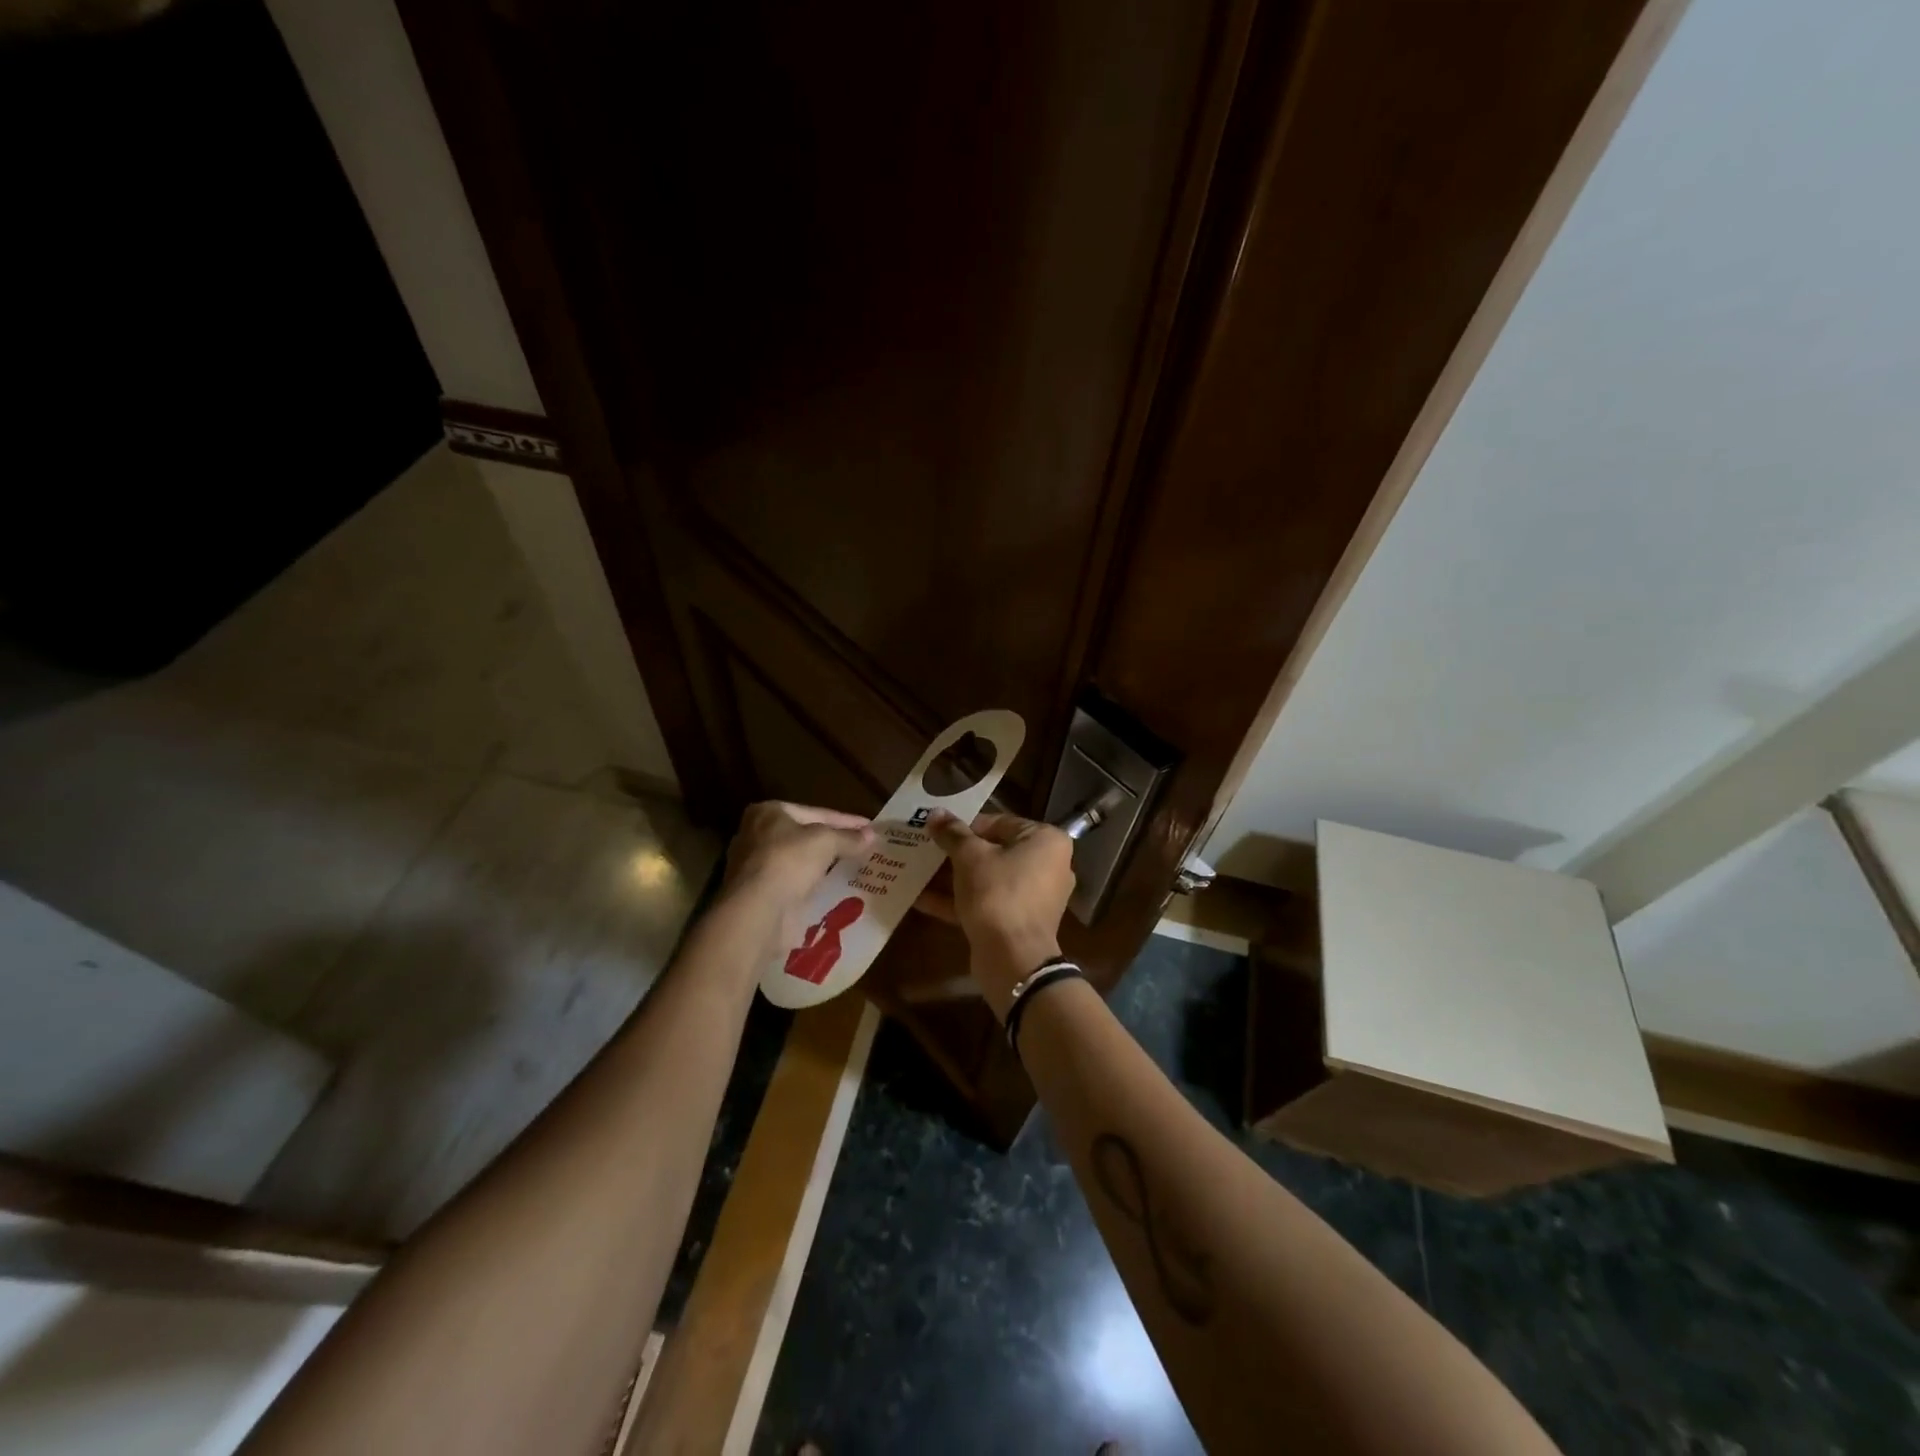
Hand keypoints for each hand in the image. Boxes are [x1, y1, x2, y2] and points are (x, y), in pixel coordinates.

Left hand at [722, 801, 872, 947]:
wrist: (758, 912)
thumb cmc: (788, 862)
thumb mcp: (826, 841)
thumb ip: (849, 837)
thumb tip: (872, 835)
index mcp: (768, 812)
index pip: (816, 812)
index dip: (846, 820)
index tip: (870, 827)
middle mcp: (757, 835)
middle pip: (805, 836)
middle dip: (834, 842)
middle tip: (863, 847)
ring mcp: (756, 867)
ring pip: (800, 861)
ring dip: (824, 865)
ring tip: (854, 867)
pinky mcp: (760, 894)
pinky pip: (795, 883)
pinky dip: (813, 885)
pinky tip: (835, 889)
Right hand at [916, 810, 1074, 1018]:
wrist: (1013, 959)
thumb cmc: (998, 894)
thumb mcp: (970, 857)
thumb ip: (952, 833)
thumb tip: (935, 813)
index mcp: (1046, 841)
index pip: (1000, 823)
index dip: (965, 826)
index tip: (937, 831)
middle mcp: (1047, 865)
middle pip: (993, 851)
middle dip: (956, 853)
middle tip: (925, 849)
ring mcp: (1033, 897)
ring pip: (987, 879)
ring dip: (953, 877)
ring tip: (917, 870)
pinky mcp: (1017, 922)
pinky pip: (987, 903)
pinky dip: (958, 900)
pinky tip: (921, 898)